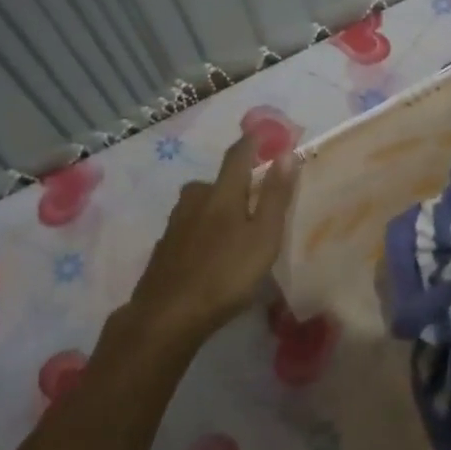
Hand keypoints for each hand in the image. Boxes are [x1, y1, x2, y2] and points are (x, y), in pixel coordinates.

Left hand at [126, 131, 299, 351]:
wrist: (167, 315)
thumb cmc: (226, 274)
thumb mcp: (263, 237)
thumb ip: (274, 196)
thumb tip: (286, 153)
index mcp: (221, 193)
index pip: (237, 156)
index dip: (251, 142)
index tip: (263, 134)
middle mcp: (194, 200)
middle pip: (216, 182)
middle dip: (234, 183)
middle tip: (253, 199)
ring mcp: (174, 224)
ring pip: (199, 205)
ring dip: (217, 208)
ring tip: (234, 229)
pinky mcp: (164, 248)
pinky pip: (188, 228)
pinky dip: (202, 231)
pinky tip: (210, 253)